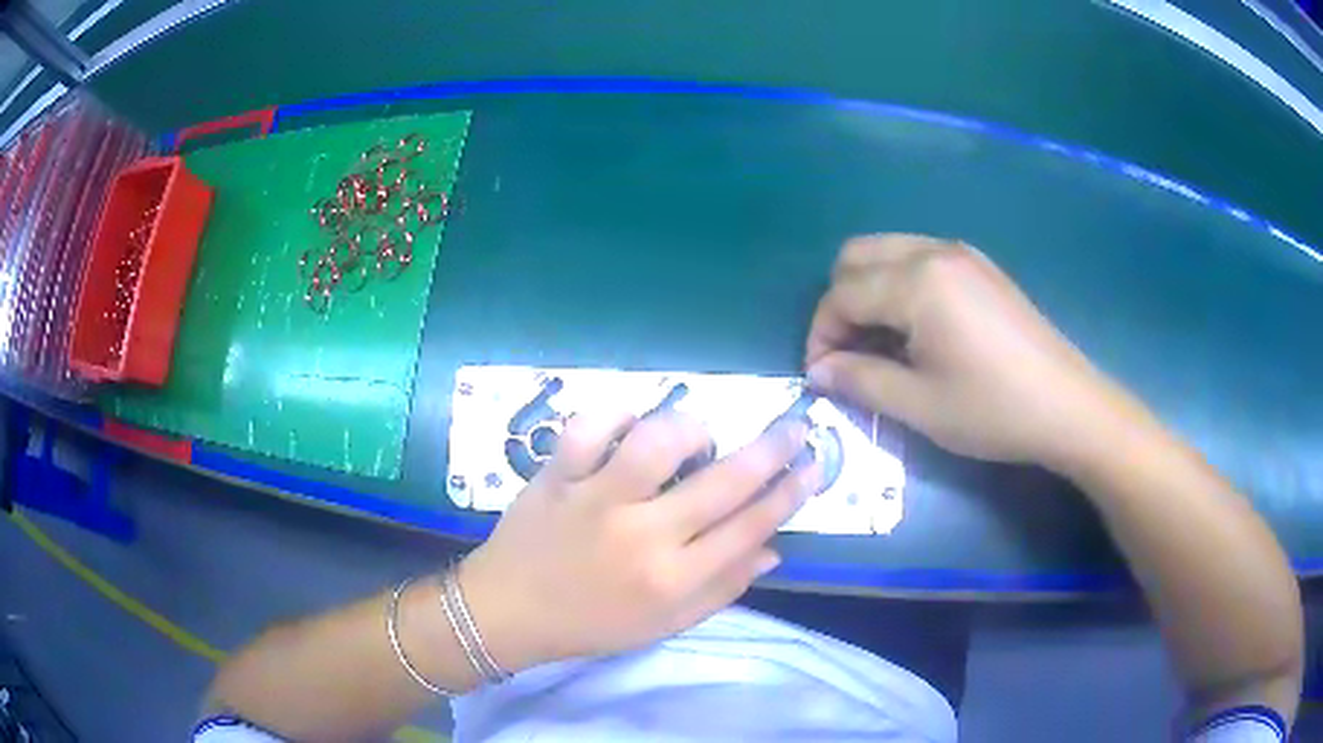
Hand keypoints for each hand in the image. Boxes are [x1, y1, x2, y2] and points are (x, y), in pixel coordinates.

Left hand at [458, 411, 819, 671]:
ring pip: (657, 443)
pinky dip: (614, 415)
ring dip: (690, 429)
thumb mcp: (665, 624)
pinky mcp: (556, 476)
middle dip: (772, 449)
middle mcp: (642, 536)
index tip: (814, 465)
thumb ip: (722, 589)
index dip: (790, 493)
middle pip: (723, 482)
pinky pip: (589, 428)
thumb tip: (774, 549)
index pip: (749, 527)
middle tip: (795, 425)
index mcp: (672, 580)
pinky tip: (628, 423)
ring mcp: (595, 500)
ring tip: (698, 437)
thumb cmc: (591, 624)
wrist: (507, 613)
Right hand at [806, 234, 1140, 470]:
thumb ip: (859, 381)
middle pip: (857, 256)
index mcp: (917, 281)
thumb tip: (818, 371)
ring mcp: (962, 254)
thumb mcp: (919, 405)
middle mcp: (934, 251)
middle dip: (839, 303)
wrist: (1067, 406)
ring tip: (881, 344)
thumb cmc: (992, 409)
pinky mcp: (980, 267)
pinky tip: (917, 331)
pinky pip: (919, 259)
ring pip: (888, 252)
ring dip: (869, 292)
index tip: (822, 375)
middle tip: (848, 353)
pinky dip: (900, 286)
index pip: (842, 294)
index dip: (821, 334)